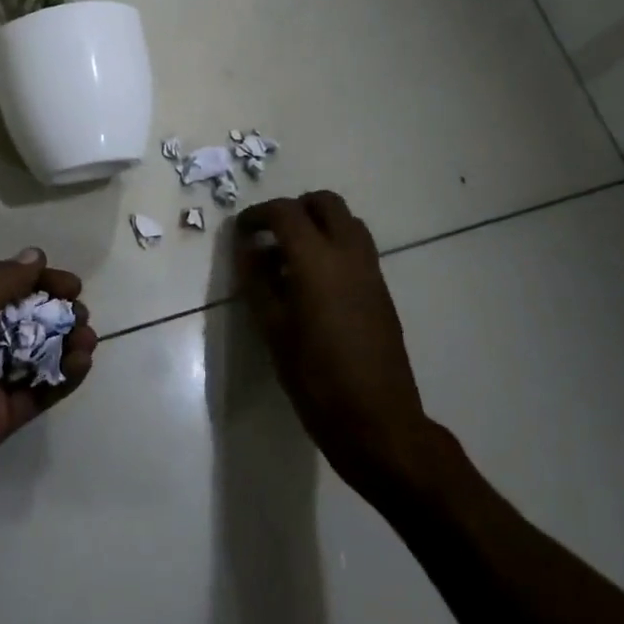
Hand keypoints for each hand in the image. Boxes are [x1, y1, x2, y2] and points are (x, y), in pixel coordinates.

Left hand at [0, 249, 98, 551]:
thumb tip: (35, 256)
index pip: (3, 287)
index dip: (39, 282)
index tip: (72, 286)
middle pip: (23, 320)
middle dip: (56, 313)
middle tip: (81, 316)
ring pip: (35, 355)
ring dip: (64, 343)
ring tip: (87, 340)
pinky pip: (38, 392)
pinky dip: (62, 377)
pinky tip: (81, 364)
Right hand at [235, 193, 432, 497]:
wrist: (377, 420)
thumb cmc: (315, 377)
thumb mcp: (272, 329)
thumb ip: (257, 281)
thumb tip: (248, 249)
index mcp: (317, 260)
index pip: (285, 212)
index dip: (258, 215)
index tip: (241, 231)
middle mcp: (349, 254)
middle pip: (325, 203)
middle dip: (294, 209)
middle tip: (270, 235)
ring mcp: (371, 270)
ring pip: (346, 221)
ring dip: (317, 224)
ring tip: (290, 257)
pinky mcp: (382, 289)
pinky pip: (357, 247)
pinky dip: (333, 245)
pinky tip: (314, 283)